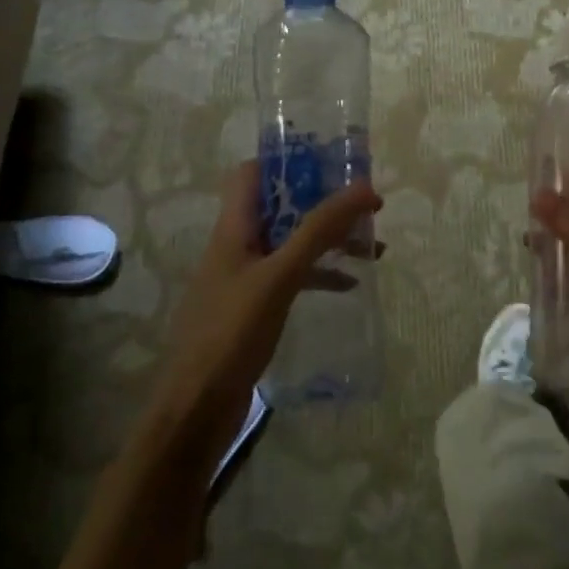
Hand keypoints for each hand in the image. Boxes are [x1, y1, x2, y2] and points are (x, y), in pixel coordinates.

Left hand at [141, 161, 381, 472]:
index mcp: (234, 227)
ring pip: (292, 242)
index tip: (332, 160)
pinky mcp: (254, 307)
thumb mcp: (280, 276)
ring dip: (328, 239)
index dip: (288, 159)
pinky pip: (292, 276)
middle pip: (281, 206)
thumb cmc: (232, 332)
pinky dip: (321, 274)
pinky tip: (350, 284)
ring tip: (372, 246)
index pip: (253, 172)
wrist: (196, 409)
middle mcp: (238, 244)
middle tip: (365, 204)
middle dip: (322, 201)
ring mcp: (245, 276)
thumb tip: (363, 186)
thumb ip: (320, 231)